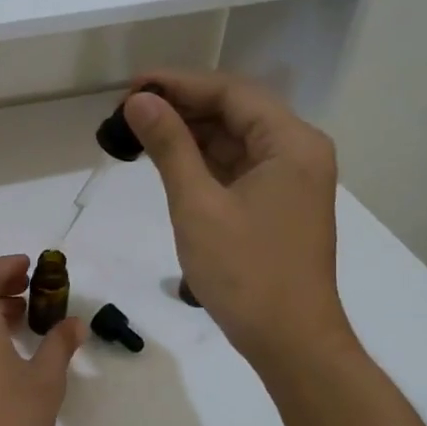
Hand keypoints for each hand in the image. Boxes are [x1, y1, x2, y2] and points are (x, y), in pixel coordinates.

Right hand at [125, 71, 354, 371]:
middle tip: (128, 111)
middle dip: (182, 107)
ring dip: (190, 135)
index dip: (179, 84)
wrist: (290, 341)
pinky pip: (238, 167)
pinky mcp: (279, 204)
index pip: (231, 92)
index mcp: (291, 143)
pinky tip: (168, 161)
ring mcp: (291, 179)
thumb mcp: (198, 205)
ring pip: (235, 140)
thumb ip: (169, 146)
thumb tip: (139, 101)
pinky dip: (204, 162)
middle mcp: (298, 151)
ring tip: (139, 133)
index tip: (131, 86)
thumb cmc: (245, 272)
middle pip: (235, 112)